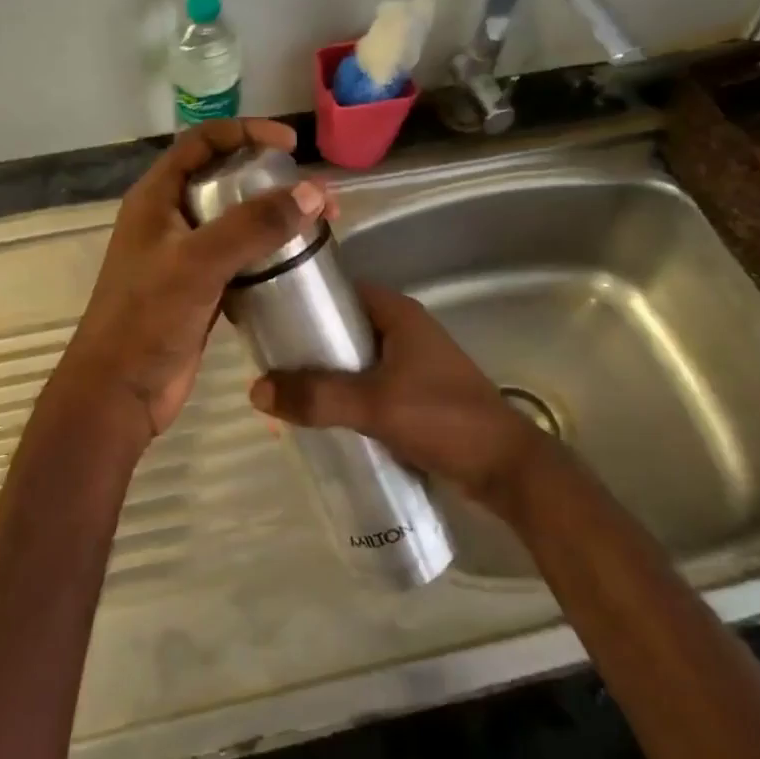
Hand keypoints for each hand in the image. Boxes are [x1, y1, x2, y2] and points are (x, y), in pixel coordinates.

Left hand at [56, 119, 335, 442]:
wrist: (120, 391)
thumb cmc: (147, 319)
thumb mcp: (198, 263)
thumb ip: (253, 226)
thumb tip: (313, 192)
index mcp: (156, 198)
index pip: (202, 143)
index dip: (245, 133)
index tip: (290, 146)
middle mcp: (168, 219)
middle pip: (223, 180)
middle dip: (270, 180)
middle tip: (316, 196)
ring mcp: (184, 257)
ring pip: (234, 222)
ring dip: (272, 219)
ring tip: (317, 226)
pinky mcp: (199, 290)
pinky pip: (238, 259)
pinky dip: (266, 255)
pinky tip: (296, 263)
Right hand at [248, 283, 546, 511]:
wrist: (503, 468)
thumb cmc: (442, 419)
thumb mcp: (373, 404)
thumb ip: (316, 397)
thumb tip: (256, 390)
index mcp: (399, 315)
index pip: (342, 291)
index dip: (305, 300)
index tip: (269, 318)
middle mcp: (404, 332)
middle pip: (344, 327)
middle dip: (308, 344)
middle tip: (269, 362)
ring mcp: (412, 364)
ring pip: (354, 360)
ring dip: (324, 374)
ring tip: (285, 391)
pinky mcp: (415, 395)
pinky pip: (367, 386)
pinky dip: (343, 396)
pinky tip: (319, 417)